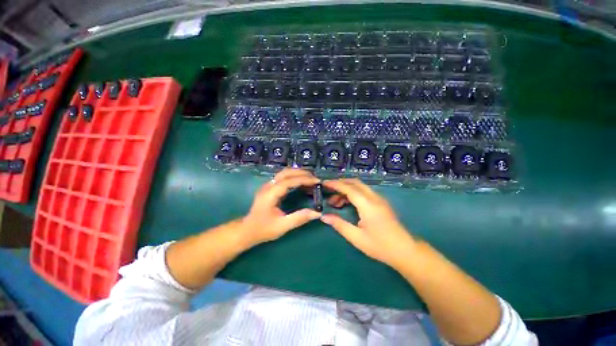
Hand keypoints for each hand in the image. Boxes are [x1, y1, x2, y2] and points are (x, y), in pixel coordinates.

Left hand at [240, 168, 320, 246]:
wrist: (247, 230)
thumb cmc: (263, 229)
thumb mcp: (282, 226)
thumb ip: (299, 218)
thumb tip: (317, 213)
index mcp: (270, 194)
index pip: (289, 181)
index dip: (304, 179)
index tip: (317, 181)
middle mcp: (269, 186)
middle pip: (286, 172)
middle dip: (302, 173)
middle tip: (316, 178)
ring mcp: (268, 185)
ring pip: (284, 173)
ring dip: (298, 173)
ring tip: (311, 177)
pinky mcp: (270, 188)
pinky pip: (283, 177)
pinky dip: (294, 176)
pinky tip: (301, 181)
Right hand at [321, 179, 416, 268]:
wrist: (405, 250)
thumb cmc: (380, 246)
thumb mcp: (356, 237)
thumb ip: (339, 224)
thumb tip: (323, 216)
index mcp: (367, 205)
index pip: (348, 188)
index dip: (335, 184)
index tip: (324, 184)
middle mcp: (374, 197)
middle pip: (355, 182)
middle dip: (340, 183)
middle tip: (328, 191)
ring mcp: (379, 199)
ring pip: (360, 186)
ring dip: (346, 189)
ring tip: (335, 202)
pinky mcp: (381, 203)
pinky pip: (364, 192)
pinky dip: (353, 193)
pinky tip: (346, 203)